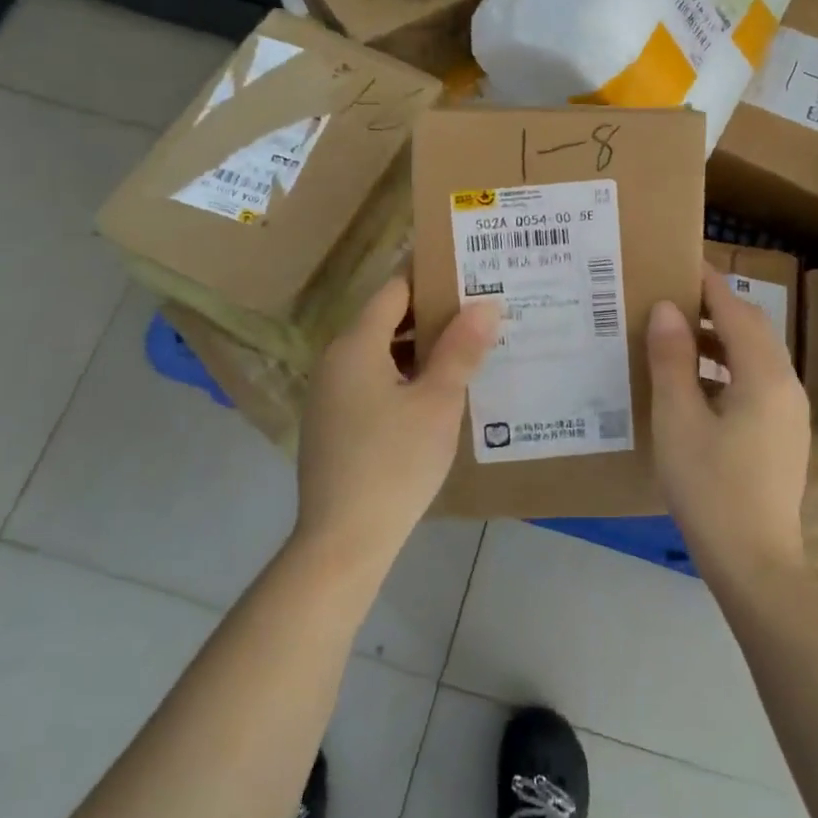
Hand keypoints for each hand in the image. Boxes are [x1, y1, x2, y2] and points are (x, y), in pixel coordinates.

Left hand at [295, 277, 499, 575]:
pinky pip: (372, 380)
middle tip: (481, 312)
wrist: (343, 542)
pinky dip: (404, 375)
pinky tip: (437, 392)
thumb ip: (461, 348)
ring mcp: (331, 393)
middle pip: (387, 318)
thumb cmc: (395, 463)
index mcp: (356, 344)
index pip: (395, 289)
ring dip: (421, 347)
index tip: (472, 276)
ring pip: (381, 352)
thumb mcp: (438, 402)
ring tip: (468, 348)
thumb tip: (486, 303)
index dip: (433, 278)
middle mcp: (336, 359)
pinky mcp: (334, 422)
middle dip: (433, 314)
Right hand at [646, 267, 812, 579]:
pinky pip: (756, 382)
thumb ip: (672, 359)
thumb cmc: (710, 487)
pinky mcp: (783, 434)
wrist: (755, 563)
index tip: (679, 262)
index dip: (708, 284)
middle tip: (671, 296)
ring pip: (755, 357)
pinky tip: (694, 385)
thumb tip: (665, 309)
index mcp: (764, 375)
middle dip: (714, 308)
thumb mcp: (678, 419)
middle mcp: (786, 385)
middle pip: (751, 329)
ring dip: (719, 339)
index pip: (736, 310)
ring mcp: (789, 412)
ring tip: (675, 336)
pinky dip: (727, 368)